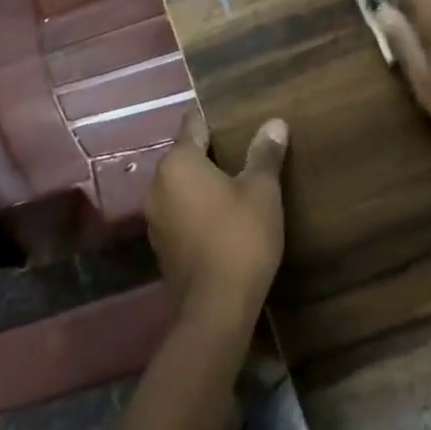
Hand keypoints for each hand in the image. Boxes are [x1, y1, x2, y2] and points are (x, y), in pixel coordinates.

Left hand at [146, 111, 288, 330]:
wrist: (216, 311)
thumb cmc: (240, 237)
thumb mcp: (261, 191)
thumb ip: (265, 154)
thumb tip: (275, 123)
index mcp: (178, 162)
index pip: (193, 125)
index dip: (214, 119)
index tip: (234, 118)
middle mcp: (158, 184)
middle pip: (185, 156)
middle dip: (210, 153)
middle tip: (242, 151)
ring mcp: (155, 218)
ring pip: (181, 186)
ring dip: (203, 184)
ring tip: (235, 184)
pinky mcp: (161, 247)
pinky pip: (180, 213)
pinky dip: (197, 210)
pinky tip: (222, 218)